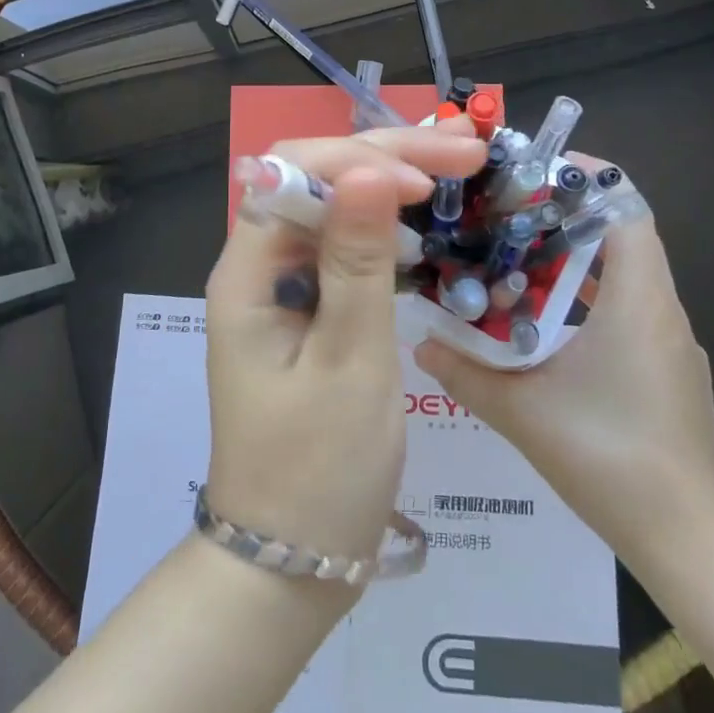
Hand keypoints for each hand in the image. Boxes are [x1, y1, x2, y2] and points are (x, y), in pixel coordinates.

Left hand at [204, 124, 485, 569]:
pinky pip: (348, 244)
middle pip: (317, 178)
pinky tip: (429, 220)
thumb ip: (358, 261)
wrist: (293, 562)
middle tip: (466, 150)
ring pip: (336, 205)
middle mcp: (260, 263)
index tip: (427, 181)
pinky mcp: (311, 306)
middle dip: (387, 157)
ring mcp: (285, 284)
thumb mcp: (349, 361)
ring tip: (457, 166)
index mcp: (248, 270)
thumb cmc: (319, 470)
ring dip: (392, 180)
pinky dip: (390, 225)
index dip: (359, 161)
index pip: (295, 173)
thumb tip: (367, 167)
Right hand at [413, 153, 713, 558]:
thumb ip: (465, 372)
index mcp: (638, 301)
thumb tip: (418, 343)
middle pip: (623, 234)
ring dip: (577, 258)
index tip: (538, 170)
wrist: (689, 542)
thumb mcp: (523, 412)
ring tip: (517, 257)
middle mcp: (663, 310)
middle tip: (508, 213)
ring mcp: (672, 342)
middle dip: (567, 215)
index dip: (588, 180)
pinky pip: (632, 308)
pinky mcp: (671, 370)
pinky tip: (546, 321)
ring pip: (627, 273)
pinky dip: (591, 295)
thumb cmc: (608, 459)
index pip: (627, 209)